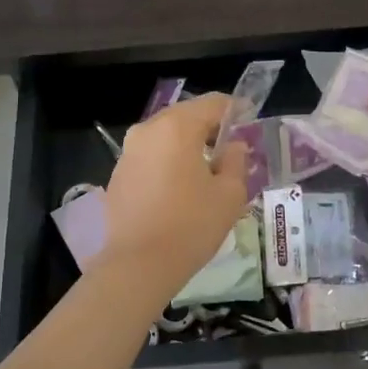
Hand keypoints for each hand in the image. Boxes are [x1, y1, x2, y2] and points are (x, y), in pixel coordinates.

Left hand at [100, 93, 248, 287]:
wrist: (139, 265)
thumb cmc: (191, 225)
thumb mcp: (229, 194)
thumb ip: (236, 161)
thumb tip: (234, 146)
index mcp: (177, 127)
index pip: (212, 103)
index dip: (234, 110)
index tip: (249, 122)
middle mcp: (147, 130)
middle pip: (185, 116)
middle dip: (208, 127)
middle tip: (229, 148)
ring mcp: (128, 152)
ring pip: (165, 136)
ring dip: (186, 145)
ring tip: (205, 170)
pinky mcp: (118, 174)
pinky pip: (149, 157)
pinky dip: (167, 162)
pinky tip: (179, 188)